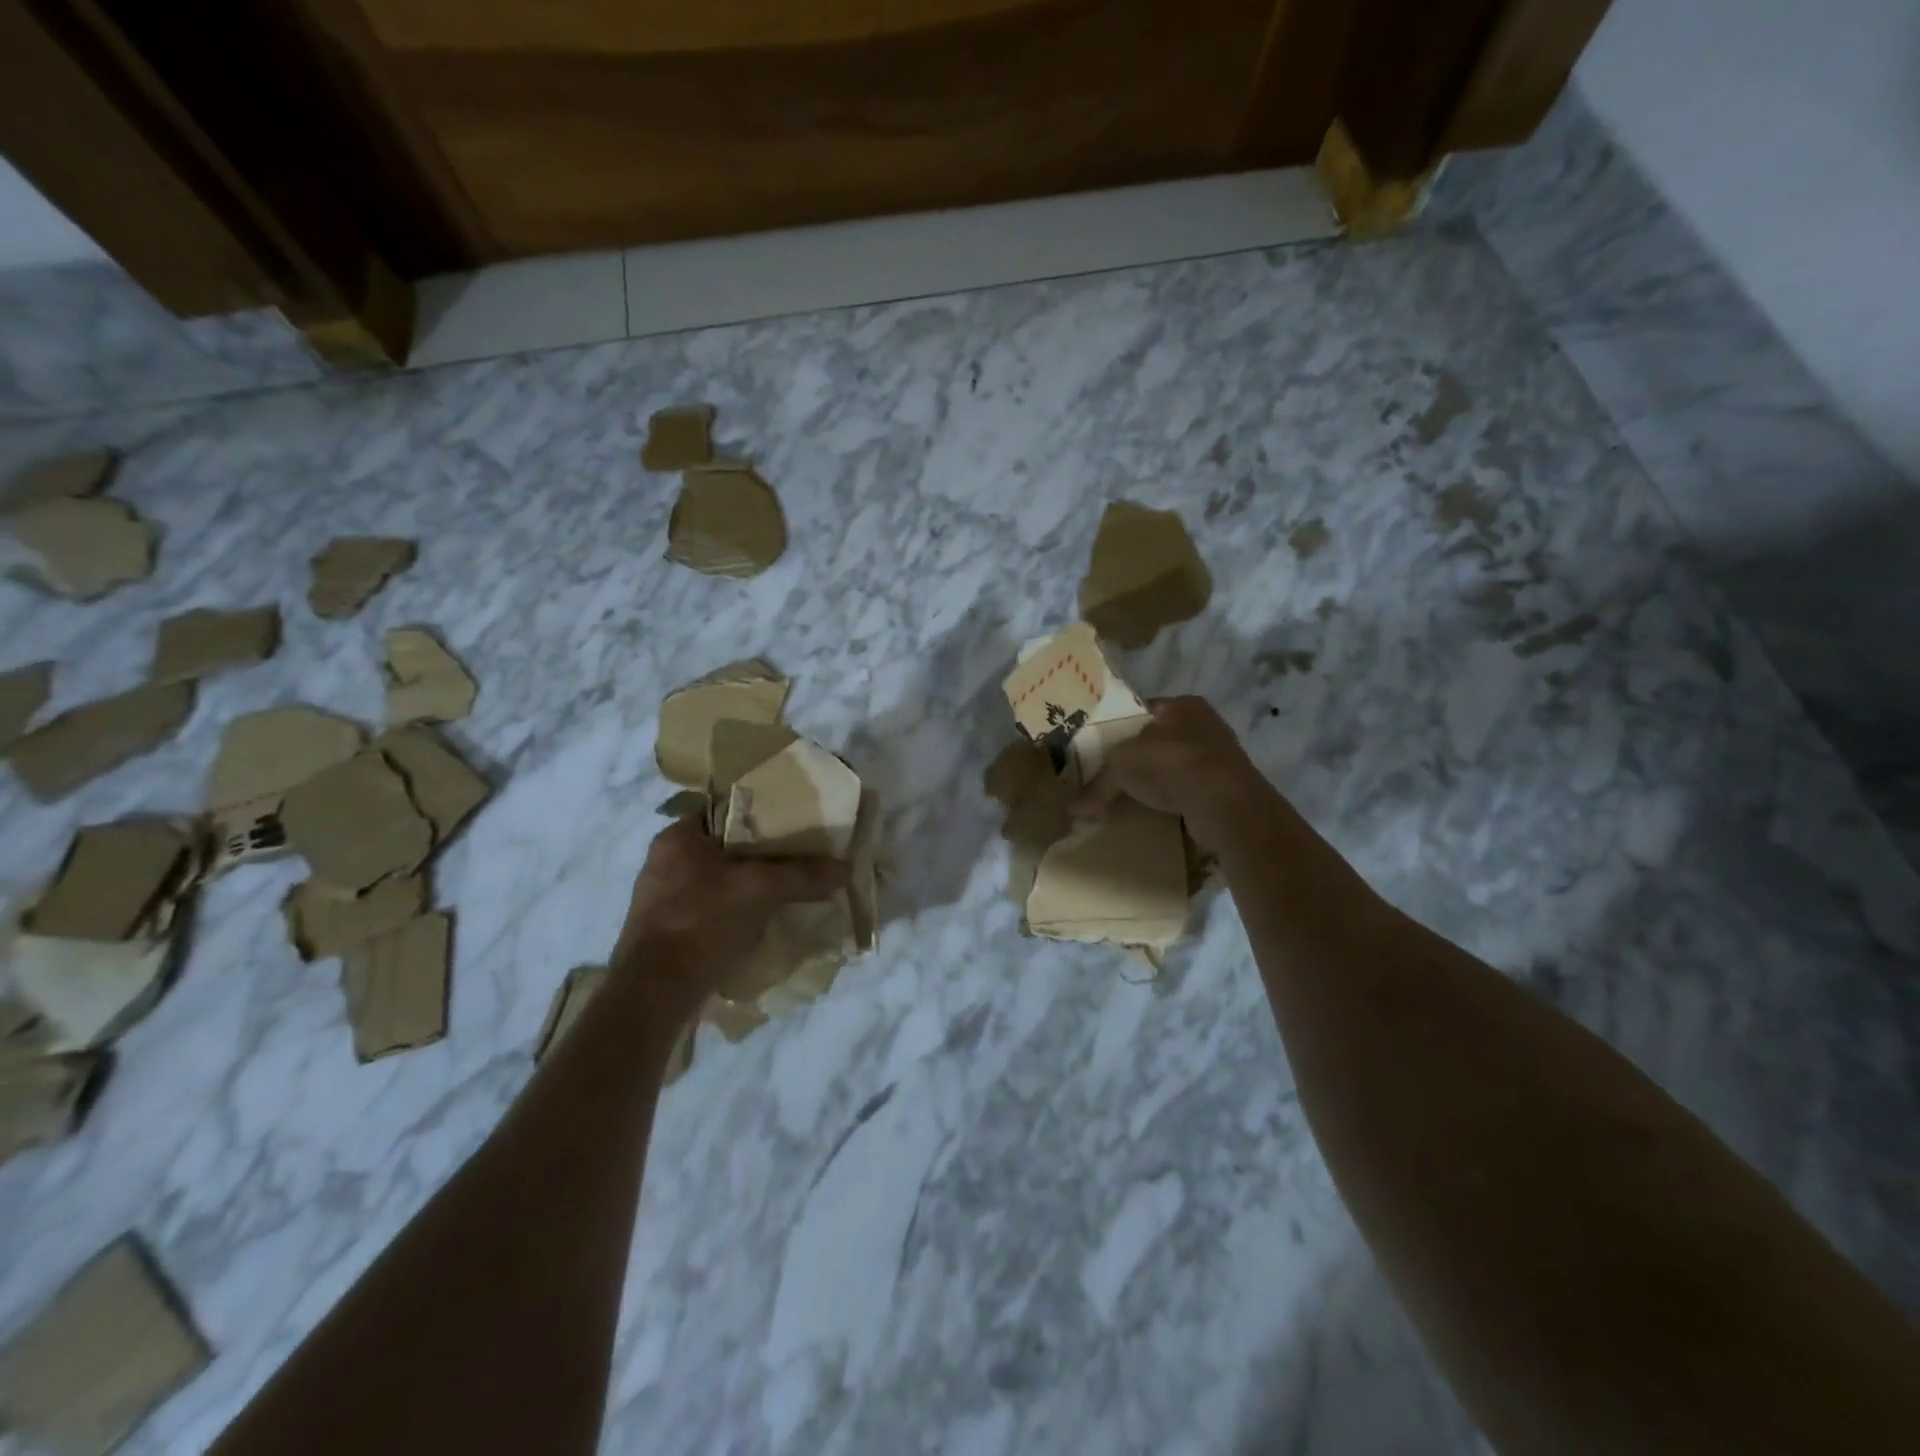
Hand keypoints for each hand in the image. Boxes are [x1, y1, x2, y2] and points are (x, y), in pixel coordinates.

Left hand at [611, 817, 847, 1003]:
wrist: (656, 993)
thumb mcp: (760, 890)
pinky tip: (761, 921)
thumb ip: (802, 875)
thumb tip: (846, 869)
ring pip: (719, 879)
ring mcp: (662, 898)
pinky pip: (710, 908)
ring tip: (786, 889)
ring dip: (749, 884)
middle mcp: (664, 862)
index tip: (794, 822)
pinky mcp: (667, 931)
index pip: (725, 810)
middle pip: (724, 846)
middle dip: (761, 853)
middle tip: (798, 856)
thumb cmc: (702, 922)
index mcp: (677, 838)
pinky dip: (735, 910)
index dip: (761, 812)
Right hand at [1074, 696, 1276, 851]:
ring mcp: (1219, 759)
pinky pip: (1189, 792)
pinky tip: (1154, 816)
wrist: (1225, 805)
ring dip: (1157, 784)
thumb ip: (1097, 784)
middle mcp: (1206, 726)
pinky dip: (1173, 803)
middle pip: (1159, 741)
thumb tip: (1073, 808)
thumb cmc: (1172, 764)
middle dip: (1137, 760)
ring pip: (1175, 768)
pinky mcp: (1226, 790)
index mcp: (1184, 706)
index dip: (1119, 729)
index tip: (1100, 751)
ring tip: (1130, 800)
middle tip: (1112, 779)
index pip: (1143, 712)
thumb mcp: (1121, 765)